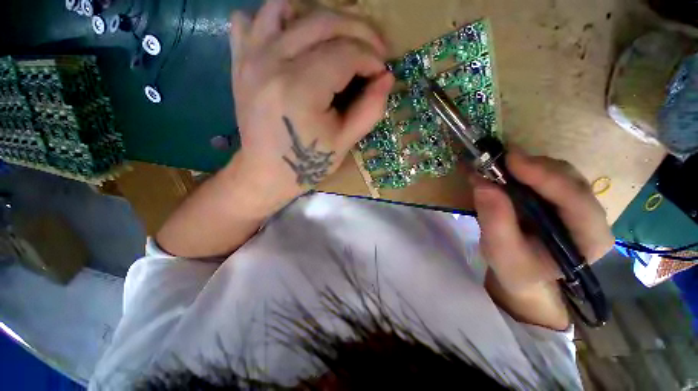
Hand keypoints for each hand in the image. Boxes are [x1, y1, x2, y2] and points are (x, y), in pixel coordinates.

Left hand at [228, 0, 393, 204]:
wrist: (266, 173)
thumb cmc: (307, 163)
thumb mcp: (344, 142)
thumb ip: (370, 109)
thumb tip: (387, 78)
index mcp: (301, 89)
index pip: (346, 53)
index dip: (371, 59)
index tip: (382, 72)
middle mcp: (272, 63)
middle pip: (322, 22)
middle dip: (359, 30)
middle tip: (374, 49)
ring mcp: (250, 58)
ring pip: (287, 7)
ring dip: (321, 17)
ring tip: (339, 39)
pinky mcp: (240, 62)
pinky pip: (251, 19)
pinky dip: (277, 19)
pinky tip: (294, 37)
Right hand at [472, 150, 613, 328]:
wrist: (523, 273)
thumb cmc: (516, 269)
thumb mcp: (500, 251)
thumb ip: (494, 220)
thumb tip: (482, 182)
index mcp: (589, 239)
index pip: (577, 201)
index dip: (546, 177)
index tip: (511, 160)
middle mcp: (591, 216)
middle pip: (570, 180)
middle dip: (534, 167)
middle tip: (498, 159)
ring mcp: (577, 203)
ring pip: (559, 172)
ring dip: (527, 165)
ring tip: (496, 165)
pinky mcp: (560, 197)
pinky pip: (547, 174)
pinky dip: (523, 168)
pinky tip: (503, 170)